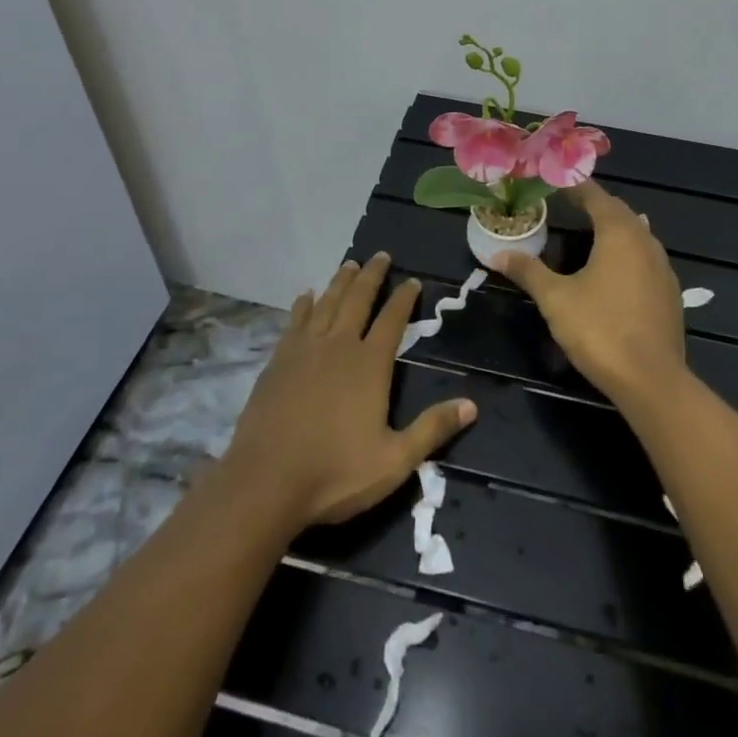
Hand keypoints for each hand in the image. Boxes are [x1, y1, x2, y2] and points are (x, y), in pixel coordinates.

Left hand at [219, 252, 476, 529]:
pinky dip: (304, 304)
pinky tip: (306, 295)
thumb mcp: (394, 460)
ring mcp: (305, 349)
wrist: (265, 481)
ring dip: (340, 281)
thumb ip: (432, 430)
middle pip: (358, 299)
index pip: (393, 320)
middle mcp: (339, 345)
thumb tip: (472, 405)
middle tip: (380, 255)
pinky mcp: (278, 360)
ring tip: (349, 263)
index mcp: (370, 365)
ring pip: (327, 302)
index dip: (404, 298)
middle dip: (372, 275)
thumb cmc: (334, 473)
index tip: (413, 280)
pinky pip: (295, 320)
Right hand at [497, 181, 688, 404]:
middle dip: (595, 205)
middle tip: (569, 204)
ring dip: (614, 227)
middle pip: (619, 212)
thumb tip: (498, 254)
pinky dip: (627, 252)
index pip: (596, 197)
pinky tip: (614, 269)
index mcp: (619, 233)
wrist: (652, 380)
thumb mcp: (556, 299)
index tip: (556, 182)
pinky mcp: (670, 293)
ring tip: (590, 231)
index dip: (575, 187)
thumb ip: (529, 271)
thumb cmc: (600, 330)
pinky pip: (646, 258)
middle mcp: (646, 242)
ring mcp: (663, 268)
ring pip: (637, 234)